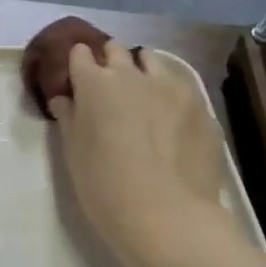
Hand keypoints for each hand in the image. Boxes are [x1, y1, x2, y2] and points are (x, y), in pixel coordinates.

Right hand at [49, 41, 234, 266]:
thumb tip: (64, 99)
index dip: (77, 63)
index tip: (76, 78)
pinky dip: (171, 95)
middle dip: (109, 62)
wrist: (166, 216)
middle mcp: (132, 75)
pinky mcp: (200, 106)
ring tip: (142, 96)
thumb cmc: (104, 186)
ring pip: (152, 61)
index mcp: (94, 84)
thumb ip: (69, 118)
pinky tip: (171, 122)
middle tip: (107, 87)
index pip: (80, 53)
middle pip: (116, 50)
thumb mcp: (73, 154)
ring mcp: (171, 87)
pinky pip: (181, 88)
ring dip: (142, 71)